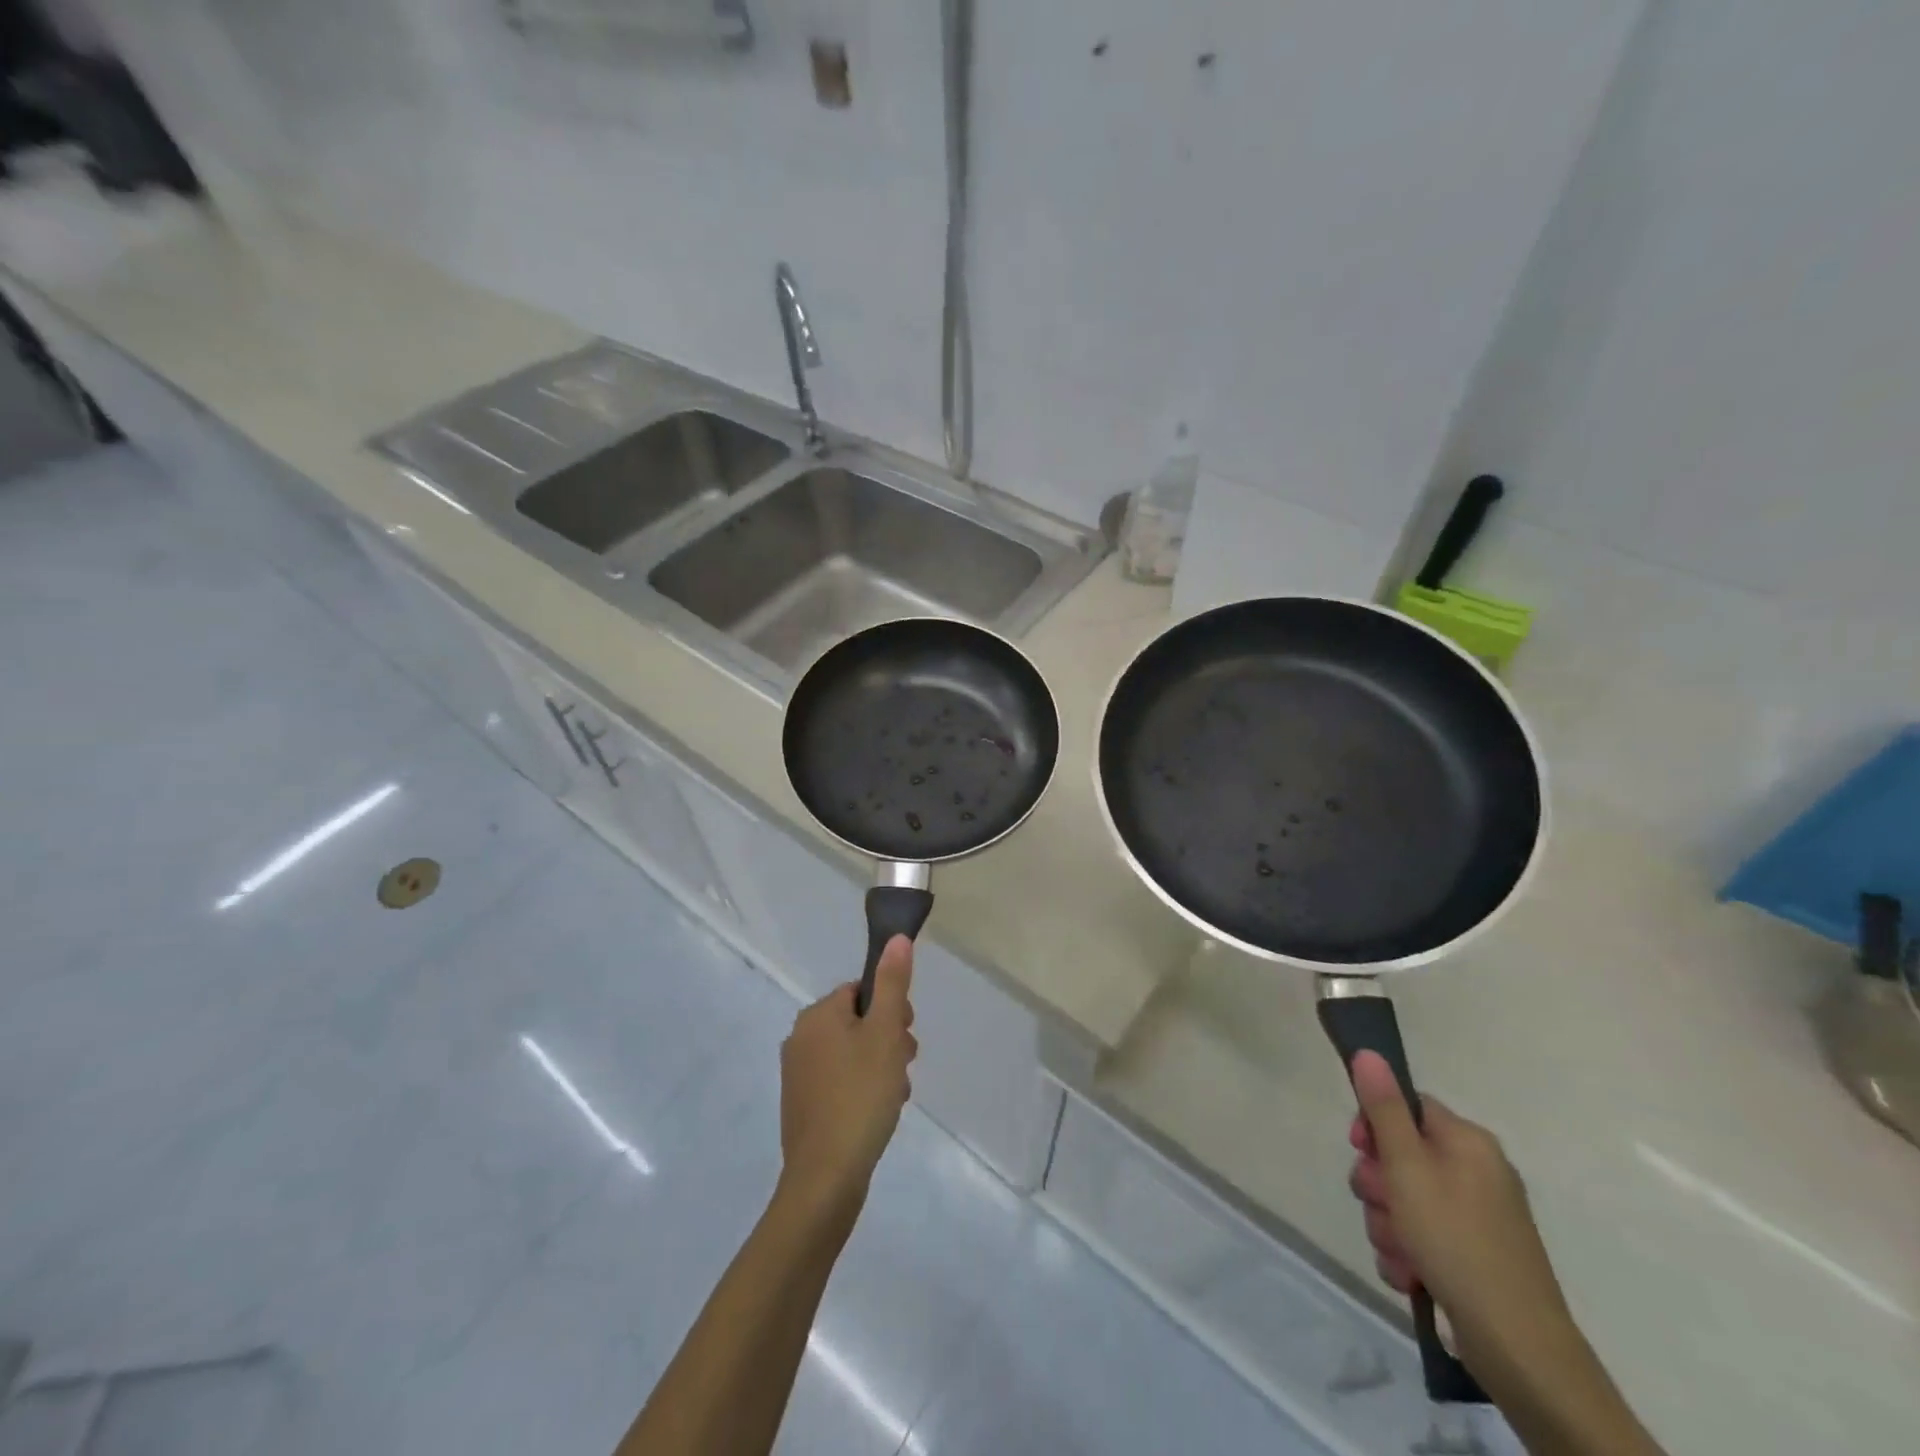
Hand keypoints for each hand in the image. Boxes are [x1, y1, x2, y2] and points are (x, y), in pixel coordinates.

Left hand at [777, 935, 918, 1221]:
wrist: (825, 1179)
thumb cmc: (860, 1096)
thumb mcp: (885, 1034)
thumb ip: (892, 983)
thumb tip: (896, 938)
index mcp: (817, 1015)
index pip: (861, 991)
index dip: (890, 1008)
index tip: (905, 1035)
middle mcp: (800, 1038)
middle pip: (858, 1021)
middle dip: (888, 1040)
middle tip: (903, 1066)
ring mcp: (798, 1074)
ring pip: (853, 1053)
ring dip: (880, 1066)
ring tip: (894, 1095)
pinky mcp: (803, 1106)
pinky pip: (841, 1081)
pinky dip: (863, 1089)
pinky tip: (878, 1113)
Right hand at [1345, 1051, 1573, 1371]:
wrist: (1517, 1346)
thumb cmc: (1456, 1240)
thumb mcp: (1407, 1166)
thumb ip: (1383, 1108)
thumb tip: (1369, 1052)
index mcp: (1467, 1142)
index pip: (1406, 1107)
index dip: (1374, 1124)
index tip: (1359, 1148)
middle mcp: (1475, 1171)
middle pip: (1399, 1156)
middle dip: (1378, 1186)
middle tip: (1383, 1208)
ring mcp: (1477, 1216)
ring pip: (1404, 1201)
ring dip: (1388, 1225)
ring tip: (1401, 1253)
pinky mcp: (1472, 1255)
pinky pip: (1421, 1237)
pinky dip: (1408, 1253)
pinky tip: (1412, 1274)